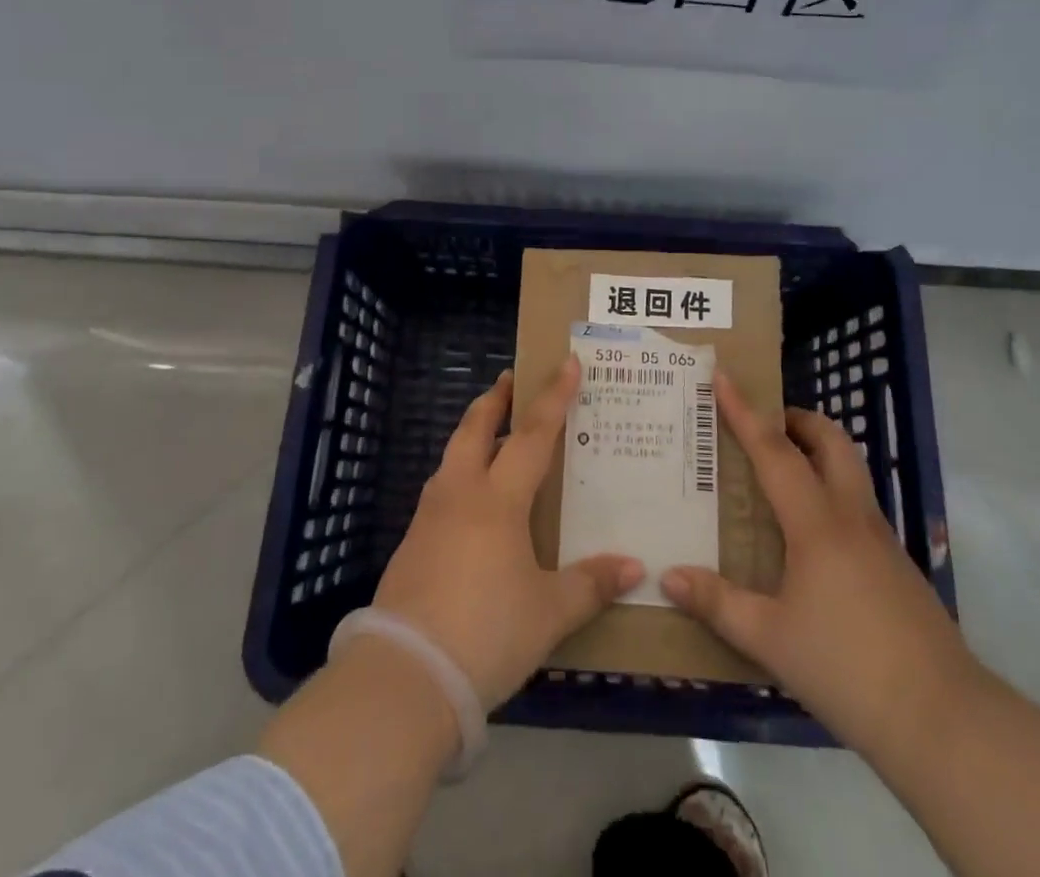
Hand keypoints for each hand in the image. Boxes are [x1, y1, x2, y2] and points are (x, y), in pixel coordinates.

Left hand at [371, 358, 644, 708]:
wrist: (404, 677)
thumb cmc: (486, 633)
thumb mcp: (548, 613)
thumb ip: (590, 585)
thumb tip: (635, 567)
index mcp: (498, 499)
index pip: (532, 434)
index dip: (553, 397)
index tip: (567, 363)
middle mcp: (460, 494)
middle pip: (476, 428)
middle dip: (495, 400)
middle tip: (511, 379)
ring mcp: (429, 517)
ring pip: (453, 456)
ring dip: (474, 435)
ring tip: (494, 436)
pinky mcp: (412, 544)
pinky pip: (442, 490)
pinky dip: (461, 474)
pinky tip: (473, 502)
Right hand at [662, 371, 971, 749]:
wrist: (943, 720)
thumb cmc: (846, 668)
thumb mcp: (770, 639)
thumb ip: (717, 603)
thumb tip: (667, 575)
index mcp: (816, 523)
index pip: (774, 450)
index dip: (745, 411)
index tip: (723, 376)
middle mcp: (851, 516)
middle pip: (831, 441)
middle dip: (797, 419)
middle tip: (763, 425)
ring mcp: (882, 539)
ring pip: (850, 470)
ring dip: (818, 452)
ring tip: (781, 473)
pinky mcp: (898, 565)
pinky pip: (858, 506)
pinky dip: (830, 493)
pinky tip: (811, 535)